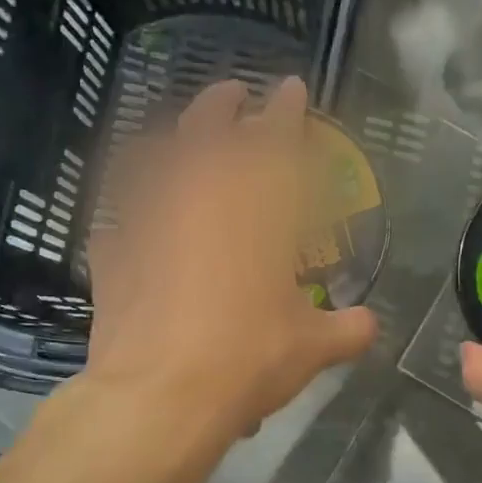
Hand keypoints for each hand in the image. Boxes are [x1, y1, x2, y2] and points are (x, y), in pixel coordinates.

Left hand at [82, 77, 378, 443]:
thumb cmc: (247, 358)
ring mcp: (146, 219)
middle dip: (223, 103)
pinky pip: (116, 217)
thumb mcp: (311, 348)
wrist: (159, 396)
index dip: (286, 109)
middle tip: (233, 93)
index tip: (289, 86)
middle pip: (207, 128)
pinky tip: (132, 222)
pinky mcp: (110, 251)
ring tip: (180, 140)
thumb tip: (371, 326)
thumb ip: (347, 329)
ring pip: (153, 157)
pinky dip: (128, 212)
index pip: (275, 138)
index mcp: (256, 207)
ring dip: (172, 140)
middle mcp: (198, 196)